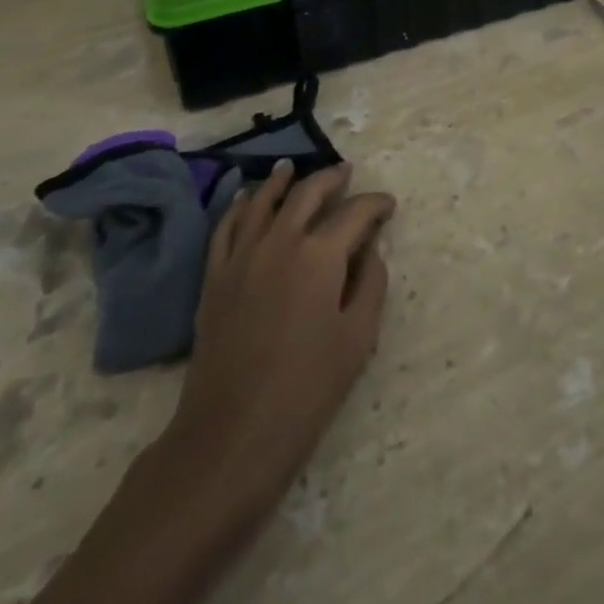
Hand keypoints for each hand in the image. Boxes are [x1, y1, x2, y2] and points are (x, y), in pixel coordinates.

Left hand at [167, 160, 394, 520]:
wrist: (230, 435)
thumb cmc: (305, 390)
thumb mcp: (357, 338)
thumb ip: (371, 284)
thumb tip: (371, 249)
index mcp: (320, 255)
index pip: (355, 213)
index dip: (375, 205)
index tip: (388, 205)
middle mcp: (280, 241)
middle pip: (307, 193)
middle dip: (332, 178)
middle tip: (347, 173)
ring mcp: (242, 255)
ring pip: (263, 200)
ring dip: (282, 180)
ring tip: (293, 167)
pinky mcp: (214, 276)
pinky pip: (226, 226)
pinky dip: (239, 205)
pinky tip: (246, 197)